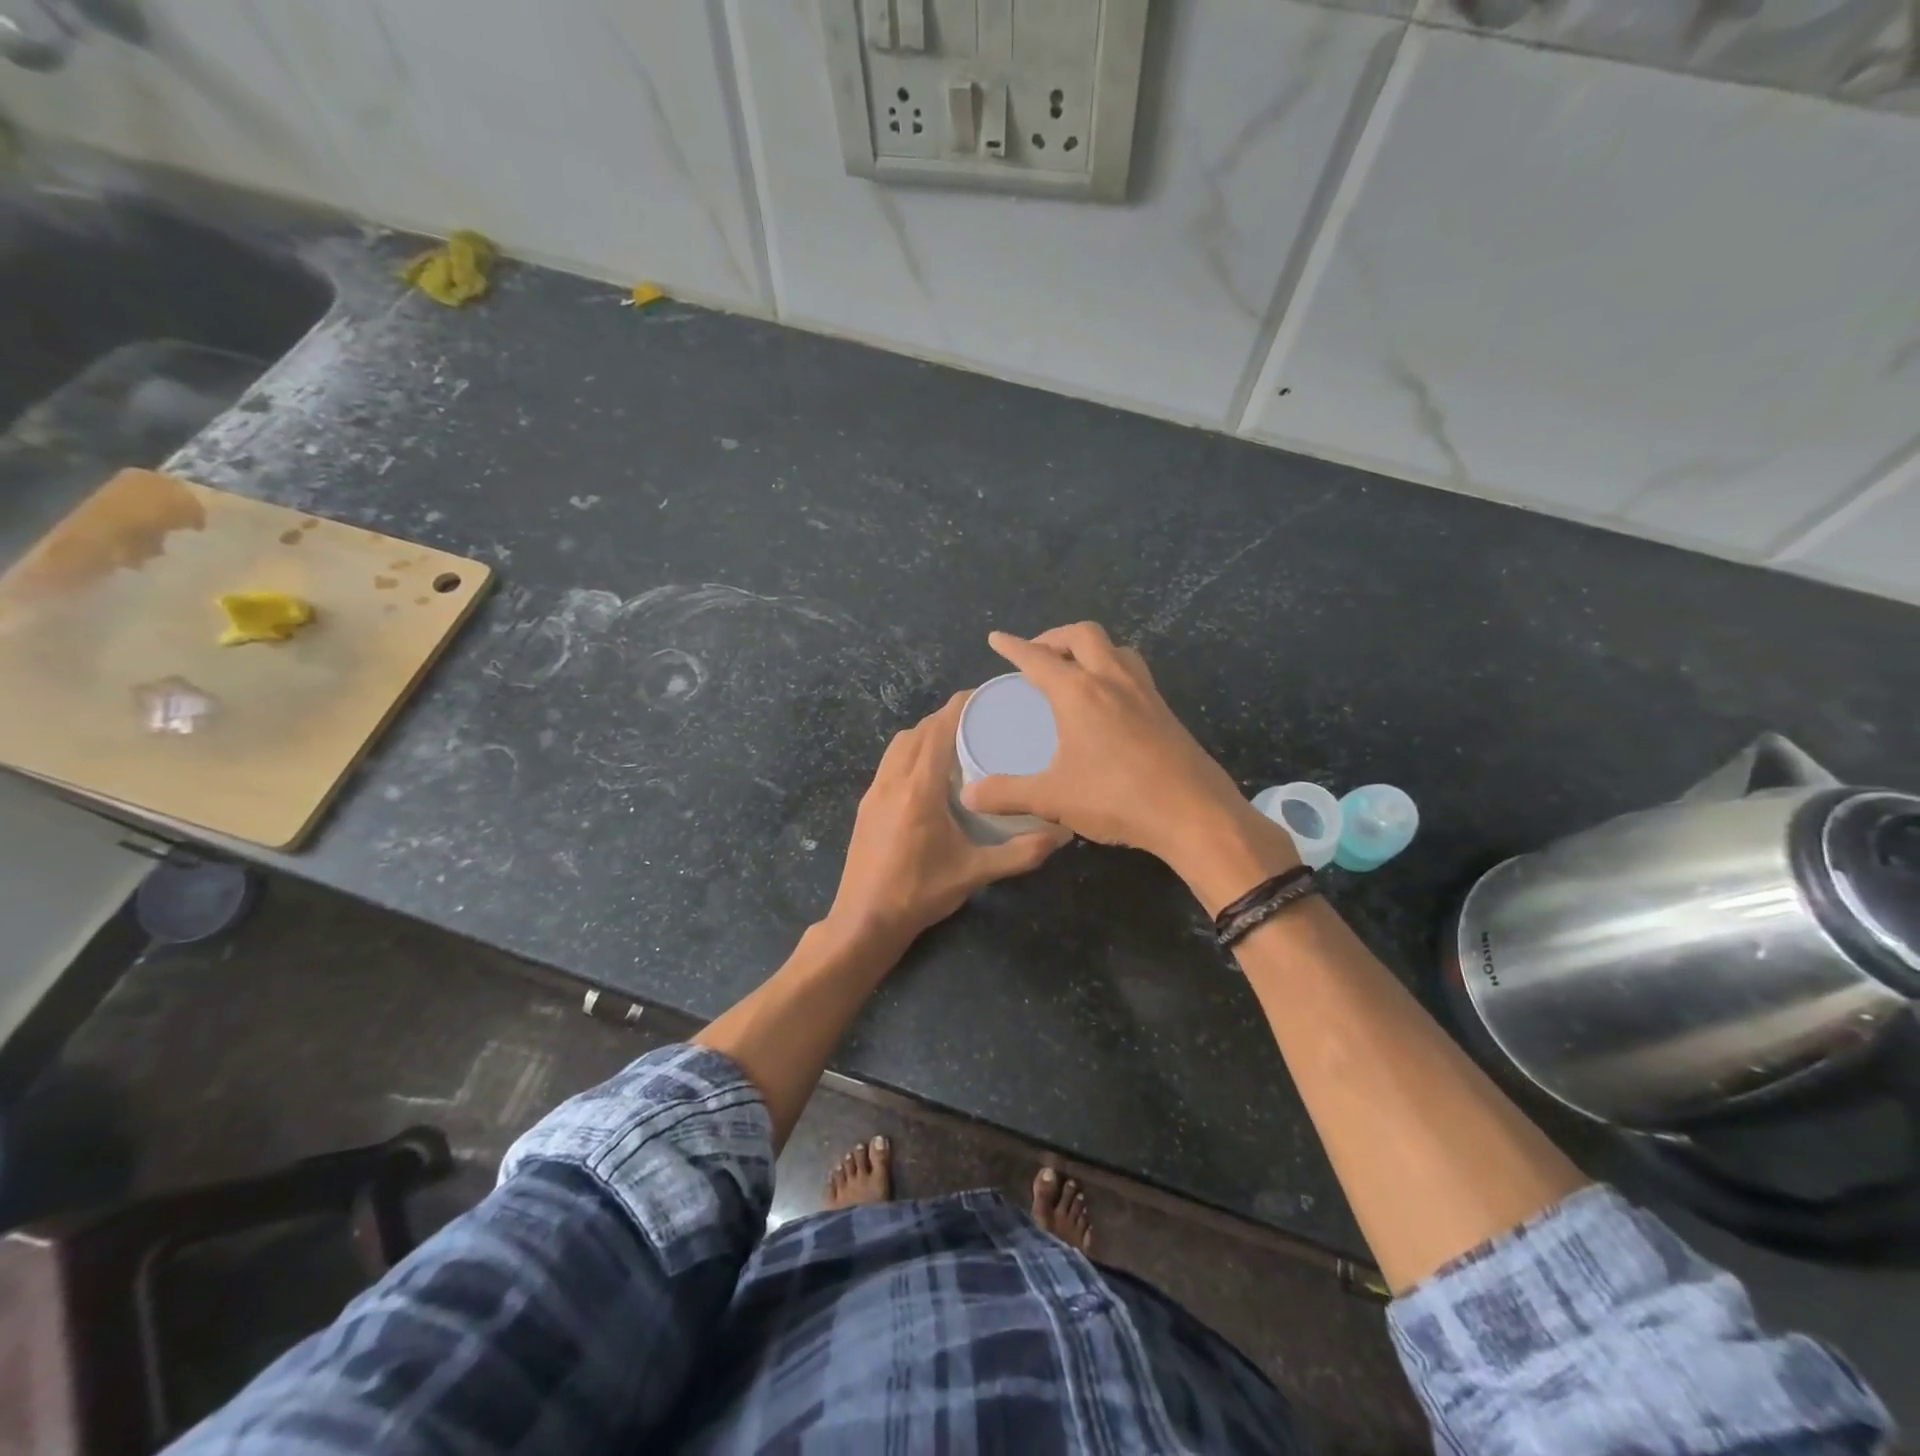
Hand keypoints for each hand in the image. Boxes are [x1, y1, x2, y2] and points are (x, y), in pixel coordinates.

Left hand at [826, 693, 1070, 955]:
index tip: (986, 696)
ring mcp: (874, 791)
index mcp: (919, 789)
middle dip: (947, 717)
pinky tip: (929, 773)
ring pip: (899, 744)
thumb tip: (1062, 836)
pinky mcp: (866, 805)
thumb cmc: (919, 894)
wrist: (864, 921)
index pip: (938, 730)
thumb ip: (1020, 853)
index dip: (960, 706)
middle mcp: (892, 780)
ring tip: (956, 741)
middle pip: (918, 731)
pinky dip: (910, 752)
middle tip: (980, 720)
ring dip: (925, 733)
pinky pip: (889, 762)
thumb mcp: (975, 873)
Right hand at [959, 623, 1290, 876]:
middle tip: (1037, 655)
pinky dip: (1112, 669)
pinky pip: (1133, 672)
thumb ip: (1007, 793)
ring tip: (1074, 669)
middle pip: (1083, 635)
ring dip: (1090, 648)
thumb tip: (968, 794)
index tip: (997, 638)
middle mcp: (1112, 680)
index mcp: (1079, 692)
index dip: (1013, 646)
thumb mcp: (1052, 798)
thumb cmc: (1116, 797)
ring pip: (1115, 648)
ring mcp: (1144, 692)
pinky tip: (1108, 702)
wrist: (1193, 812)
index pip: (1038, 658)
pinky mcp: (1165, 710)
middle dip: (1055, 636)